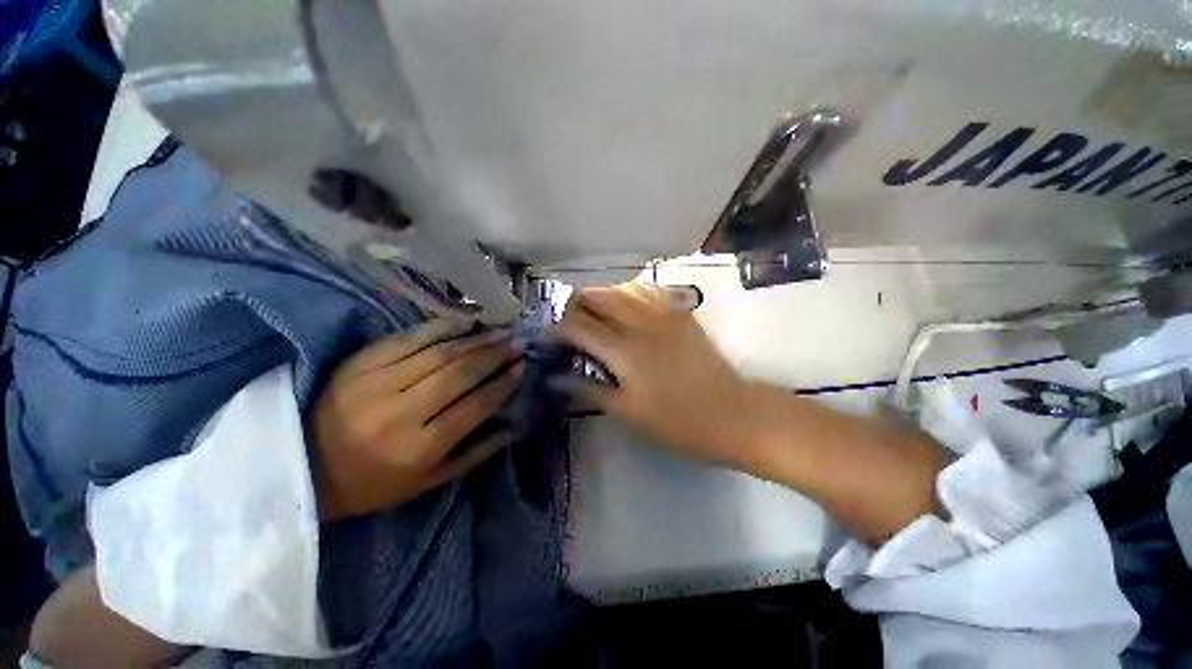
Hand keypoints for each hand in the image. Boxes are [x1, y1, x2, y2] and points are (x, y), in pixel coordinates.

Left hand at [310, 319, 524, 520]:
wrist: (302, 466)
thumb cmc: (372, 483)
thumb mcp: (428, 482)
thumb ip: (475, 454)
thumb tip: (512, 426)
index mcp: (417, 448)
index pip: (474, 406)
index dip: (502, 383)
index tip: (522, 367)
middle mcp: (399, 412)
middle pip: (459, 374)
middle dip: (495, 355)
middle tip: (518, 343)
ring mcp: (375, 383)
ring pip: (439, 353)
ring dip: (476, 340)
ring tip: (501, 332)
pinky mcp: (359, 363)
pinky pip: (409, 338)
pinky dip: (441, 327)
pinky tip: (465, 322)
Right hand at [555, 283, 762, 469]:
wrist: (732, 412)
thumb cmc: (678, 421)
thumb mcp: (628, 412)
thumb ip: (589, 390)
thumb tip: (556, 379)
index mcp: (624, 350)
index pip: (577, 325)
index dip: (556, 329)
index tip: (549, 339)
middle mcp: (640, 322)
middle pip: (595, 295)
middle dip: (575, 306)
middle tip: (572, 326)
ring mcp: (663, 312)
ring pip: (620, 286)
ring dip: (601, 297)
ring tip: (596, 317)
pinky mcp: (680, 312)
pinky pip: (647, 290)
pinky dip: (628, 294)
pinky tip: (626, 310)